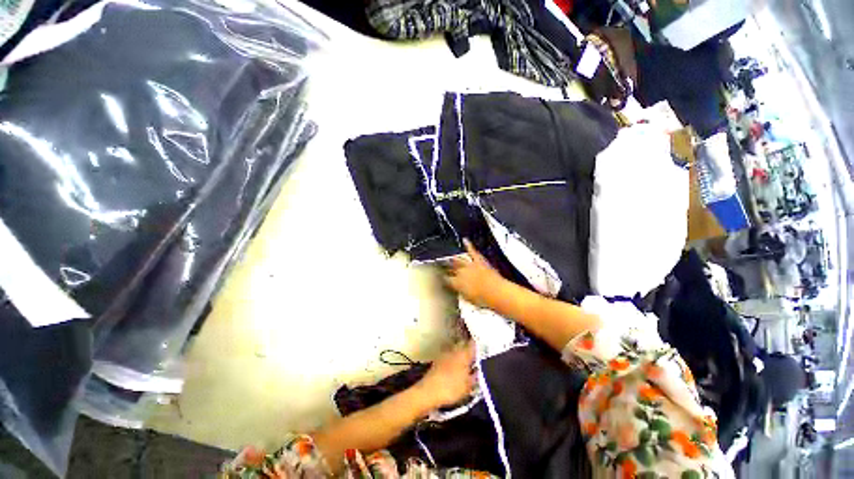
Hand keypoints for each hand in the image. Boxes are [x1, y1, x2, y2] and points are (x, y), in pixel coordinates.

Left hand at [416, 342, 475, 408]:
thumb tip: (478, 370)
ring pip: (456, 349)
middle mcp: (454, 350)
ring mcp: (445, 354)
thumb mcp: (468, 386)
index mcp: (463, 354)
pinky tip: (455, 368)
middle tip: (476, 356)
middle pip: (463, 344)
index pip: (473, 344)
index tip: (484, 348)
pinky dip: (453, 359)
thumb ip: (475, 377)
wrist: (428, 392)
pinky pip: (449, 355)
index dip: (479, 345)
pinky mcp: (438, 360)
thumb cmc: (451, 388)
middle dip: (469, 348)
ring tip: (466, 363)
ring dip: (461, 353)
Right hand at [444, 239, 504, 308]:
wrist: (496, 292)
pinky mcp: (479, 260)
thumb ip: (461, 293)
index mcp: (456, 283)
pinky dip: (469, 245)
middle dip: (445, 267)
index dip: (443, 278)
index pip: (446, 279)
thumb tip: (459, 290)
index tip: (441, 278)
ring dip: (453, 258)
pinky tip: (465, 240)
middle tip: (441, 265)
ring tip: (448, 257)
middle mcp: (460, 272)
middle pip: (451, 268)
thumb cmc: (483, 299)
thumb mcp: (468, 299)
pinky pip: (472, 251)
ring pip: (458, 259)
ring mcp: (470, 265)